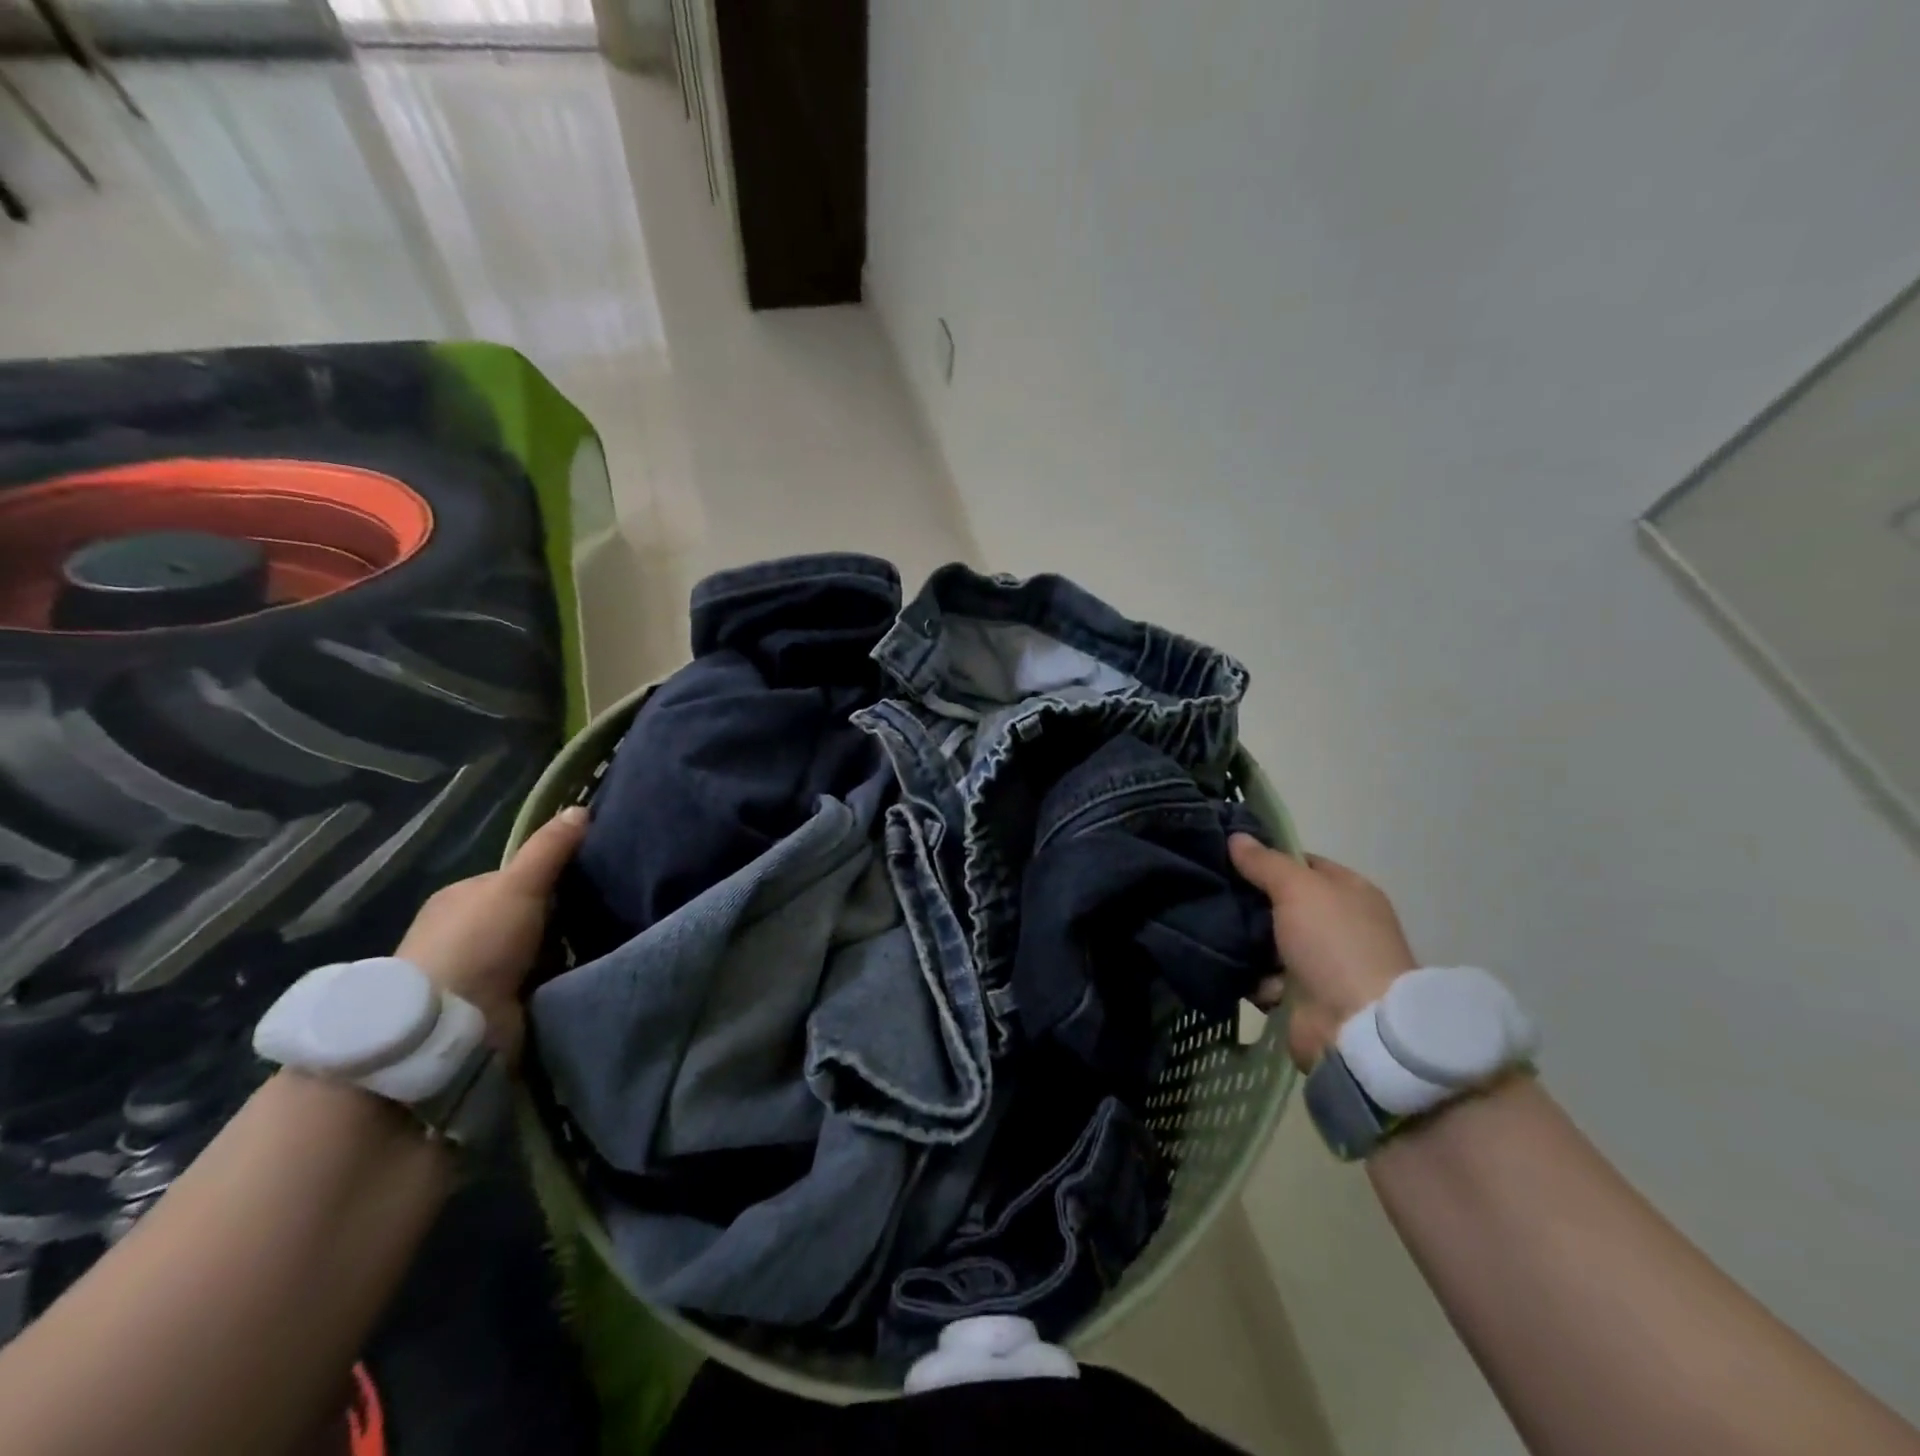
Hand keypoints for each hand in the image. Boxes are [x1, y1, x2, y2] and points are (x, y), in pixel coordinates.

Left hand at [395, 806, 586, 1061]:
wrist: (450, 1026)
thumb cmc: (478, 943)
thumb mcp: (518, 884)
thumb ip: (549, 849)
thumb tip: (581, 808)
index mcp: (461, 899)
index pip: (517, 878)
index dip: (553, 876)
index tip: (591, 879)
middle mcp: (466, 933)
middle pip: (530, 914)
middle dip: (563, 915)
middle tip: (607, 910)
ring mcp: (479, 972)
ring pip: (538, 949)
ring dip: (566, 950)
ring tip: (610, 940)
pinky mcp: (495, 1006)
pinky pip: (540, 981)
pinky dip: (562, 978)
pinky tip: (591, 969)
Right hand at [1229, 836, 1417, 1070]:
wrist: (1355, 1027)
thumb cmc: (1334, 944)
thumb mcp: (1298, 888)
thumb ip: (1265, 862)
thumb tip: (1236, 837)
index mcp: (1349, 892)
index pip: (1302, 863)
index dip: (1267, 858)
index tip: (1228, 856)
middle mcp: (1337, 924)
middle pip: (1281, 902)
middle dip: (1248, 900)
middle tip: (1208, 891)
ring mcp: (1320, 963)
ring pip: (1268, 940)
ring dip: (1243, 940)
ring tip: (1207, 928)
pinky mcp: (1301, 996)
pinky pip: (1264, 976)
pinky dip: (1249, 975)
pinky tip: (1225, 965)